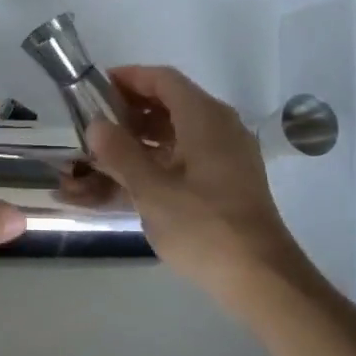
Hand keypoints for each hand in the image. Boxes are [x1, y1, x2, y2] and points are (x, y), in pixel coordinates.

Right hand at [84, 65, 316, 307]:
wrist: (261, 277)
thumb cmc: (203, 226)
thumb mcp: (151, 190)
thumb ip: (120, 153)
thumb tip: (96, 125)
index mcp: (205, 118)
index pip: (163, 79)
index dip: (128, 78)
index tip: (95, 87)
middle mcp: (220, 127)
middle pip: (171, 102)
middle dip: (131, 109)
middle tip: (94, 123)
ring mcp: (228, 154)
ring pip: (179, 131)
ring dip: (142, 136)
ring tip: (104, 152)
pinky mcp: (229, 180)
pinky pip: (189, 155)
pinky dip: (160, 158)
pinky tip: (131, 179)